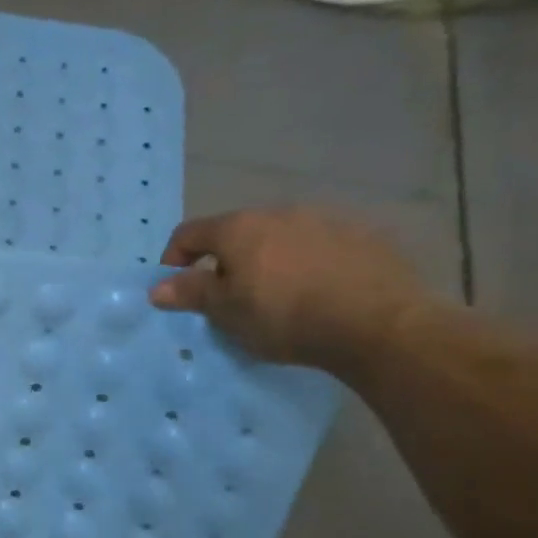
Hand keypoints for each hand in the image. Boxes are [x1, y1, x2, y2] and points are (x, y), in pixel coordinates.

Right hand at [148, 206, 428, 373]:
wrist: (380, 324)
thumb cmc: (284, 316)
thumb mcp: (226, 311)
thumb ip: (190, 293)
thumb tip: (157, 287)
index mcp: (238, 227)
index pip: (189, 233)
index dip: (174, 258)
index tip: (177, 286)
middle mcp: (280, 212)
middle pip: (238, 231)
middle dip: (226, 259)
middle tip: (230, 294)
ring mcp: (328, 219)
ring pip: (282, 236)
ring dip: (271, 258)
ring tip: (279, 293)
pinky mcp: (367, 235)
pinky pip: (323, 245)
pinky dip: (311, 261)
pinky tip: (320, 290)